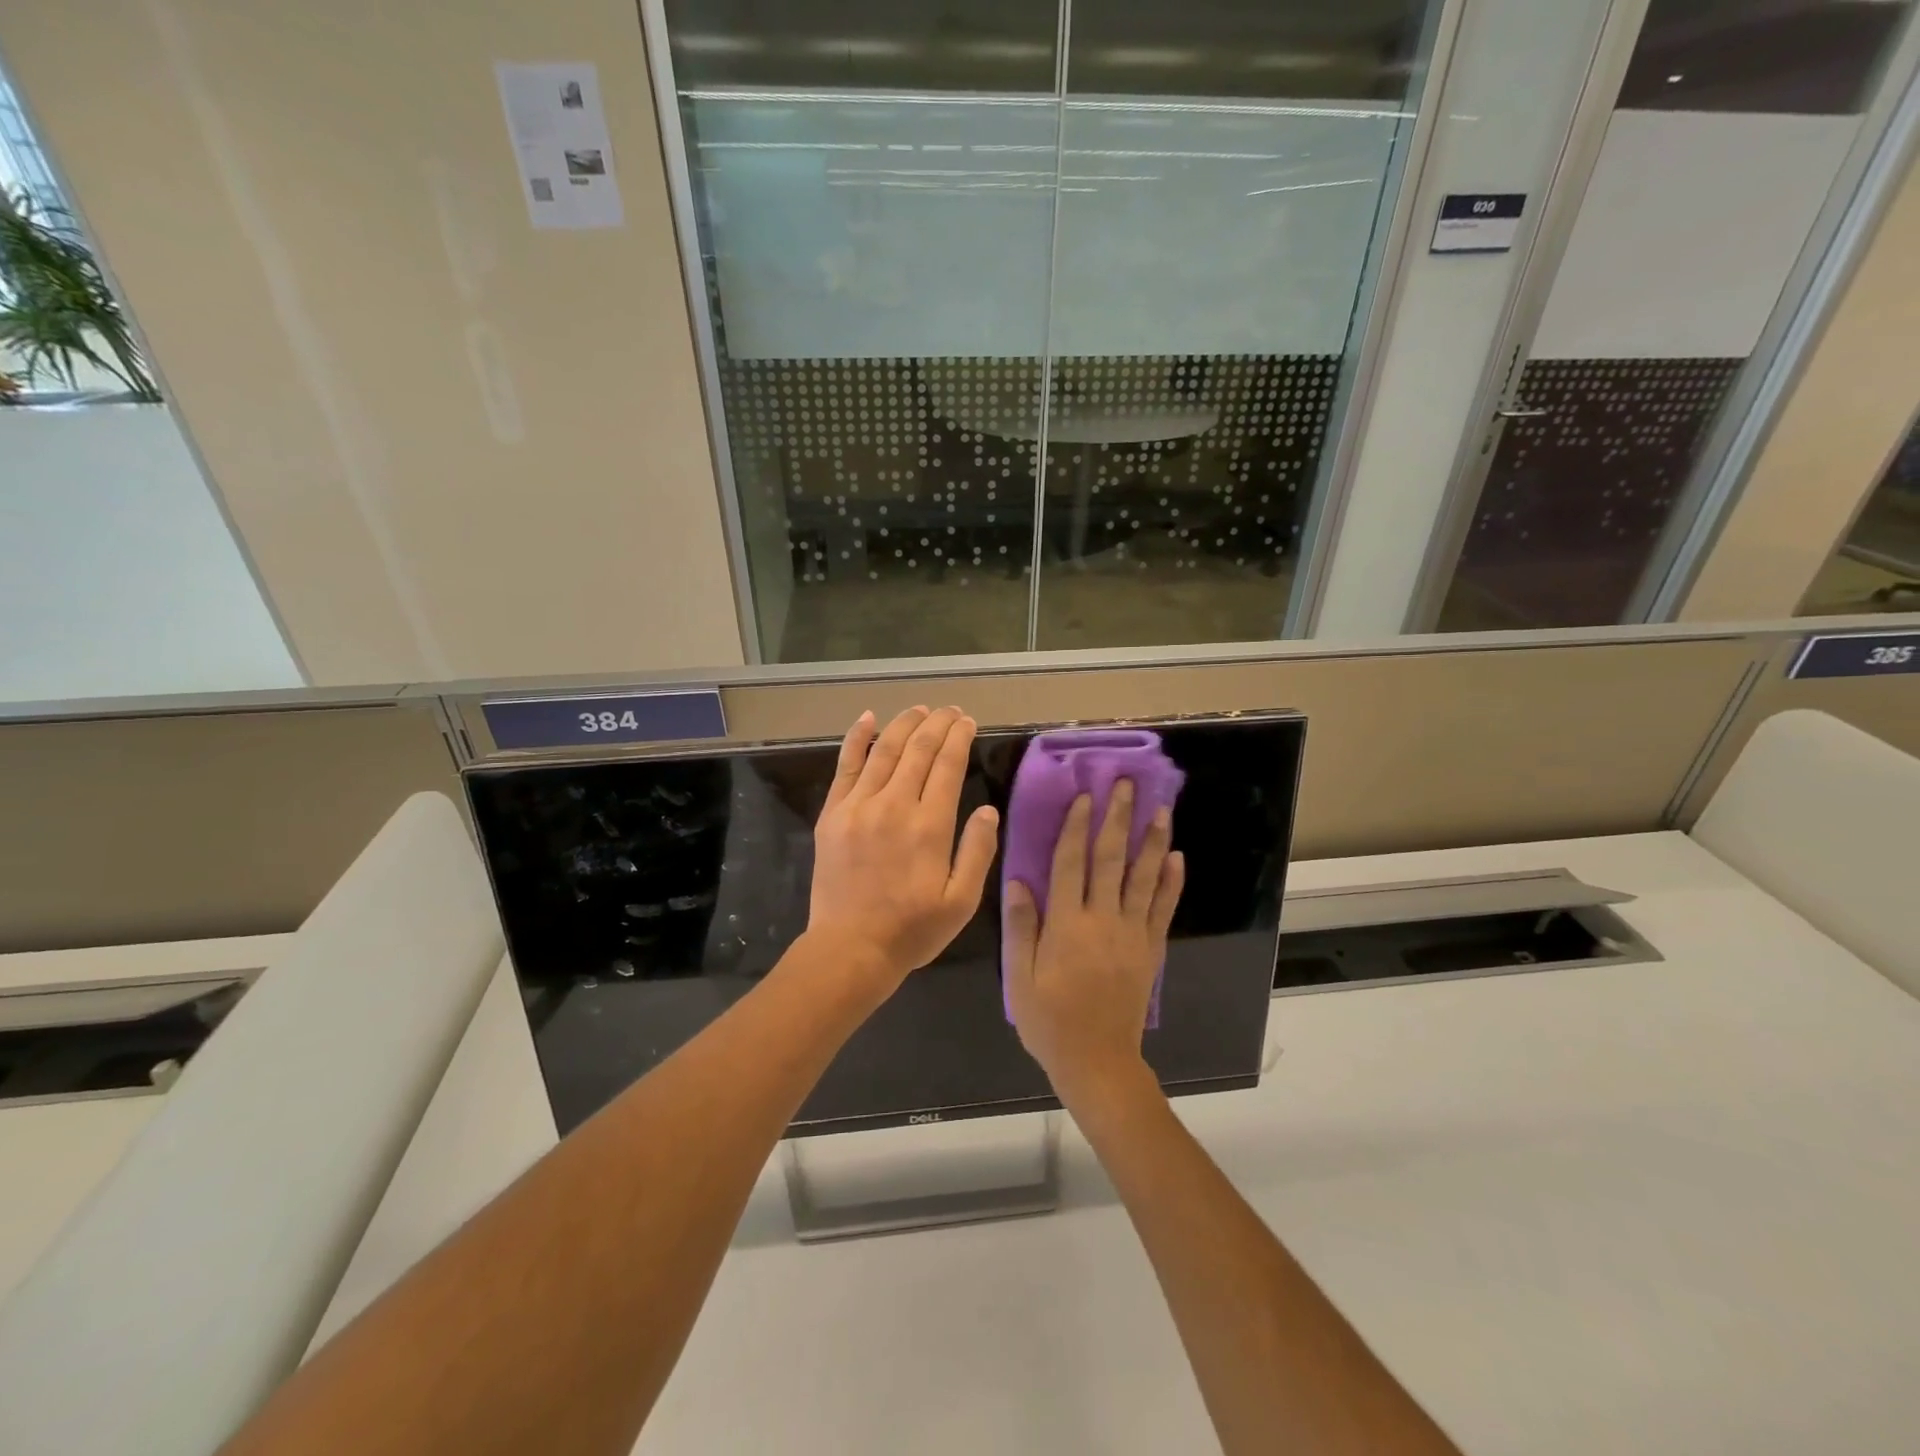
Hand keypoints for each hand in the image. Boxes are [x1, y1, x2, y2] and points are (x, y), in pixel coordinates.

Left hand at [807, 707, 999, 990]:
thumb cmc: (912, 930)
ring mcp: (859, 806)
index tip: (968, 721)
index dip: (959, 737)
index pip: (948, 764)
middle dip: (937, 723)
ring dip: (905, 724)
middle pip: (918, 749)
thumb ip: (978, 851)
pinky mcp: (833, 814)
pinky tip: (868, 718)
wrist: (850, 949)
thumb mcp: (962, 902)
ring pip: (885, 750)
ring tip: (920, 709)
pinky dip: (857, 738)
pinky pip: (846, 766)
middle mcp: (895, 805)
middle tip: (950, 711)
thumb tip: (988, 809)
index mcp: (930, 825)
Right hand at [1004, 780, 1183, 1104]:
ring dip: (1153, 841)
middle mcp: (1102, 919)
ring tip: (1161, 809)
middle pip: (1111, 859)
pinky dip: (1171, 882)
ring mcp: (1132, 933)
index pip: (1071, 863)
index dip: (1076, 827)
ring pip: (1144, 877)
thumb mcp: (1020, 976)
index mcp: (1066, 923)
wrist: (1096, 1060)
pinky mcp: (1150, 949)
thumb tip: (1019, 879)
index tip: (1085, 797)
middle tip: (1127, 785)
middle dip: (1118, 819)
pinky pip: (1163, 909)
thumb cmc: (1049, 1019)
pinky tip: (1176, 858)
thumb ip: (1020, 926)